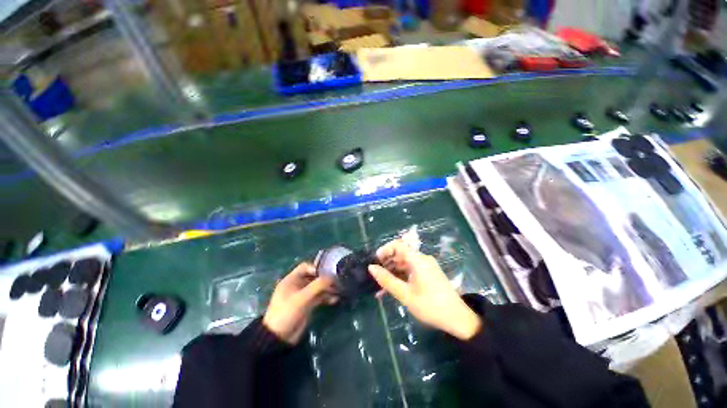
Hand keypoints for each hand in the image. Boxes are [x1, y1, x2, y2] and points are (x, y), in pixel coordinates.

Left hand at [263, 263, 336, 343]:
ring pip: (318, 287)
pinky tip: (335, 299)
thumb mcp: (302, 298)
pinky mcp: (308, 305)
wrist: (279, 338)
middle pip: (314, 277)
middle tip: (337, 281)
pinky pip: (319, 297)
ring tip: (338, 291)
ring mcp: (303, 295)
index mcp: (292, 280)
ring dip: (328, 288)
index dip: (316, 268)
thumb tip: (333, 277)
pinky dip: (327, 297)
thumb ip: (318, 286)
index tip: (328, 272)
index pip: (305, 267)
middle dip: (325, 278)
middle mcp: (298, 285)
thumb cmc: (287, 312)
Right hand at [368, 240, 480, 339]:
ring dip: (392, 271)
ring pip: (405, 262)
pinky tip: (393, 287)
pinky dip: (401, 276)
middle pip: (401, 253)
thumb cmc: (430, 306)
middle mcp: (422, 259)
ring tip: (381, 285)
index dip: (385, 249)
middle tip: (377, 275)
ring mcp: (426, 266)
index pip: (398, 245)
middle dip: (387, 262)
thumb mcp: (405, 294)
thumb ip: (387, 280)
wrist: (458, 319)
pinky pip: (411, 270)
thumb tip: (371, 268)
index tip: (375, 261)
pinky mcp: (428, 274)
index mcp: (418, 260)